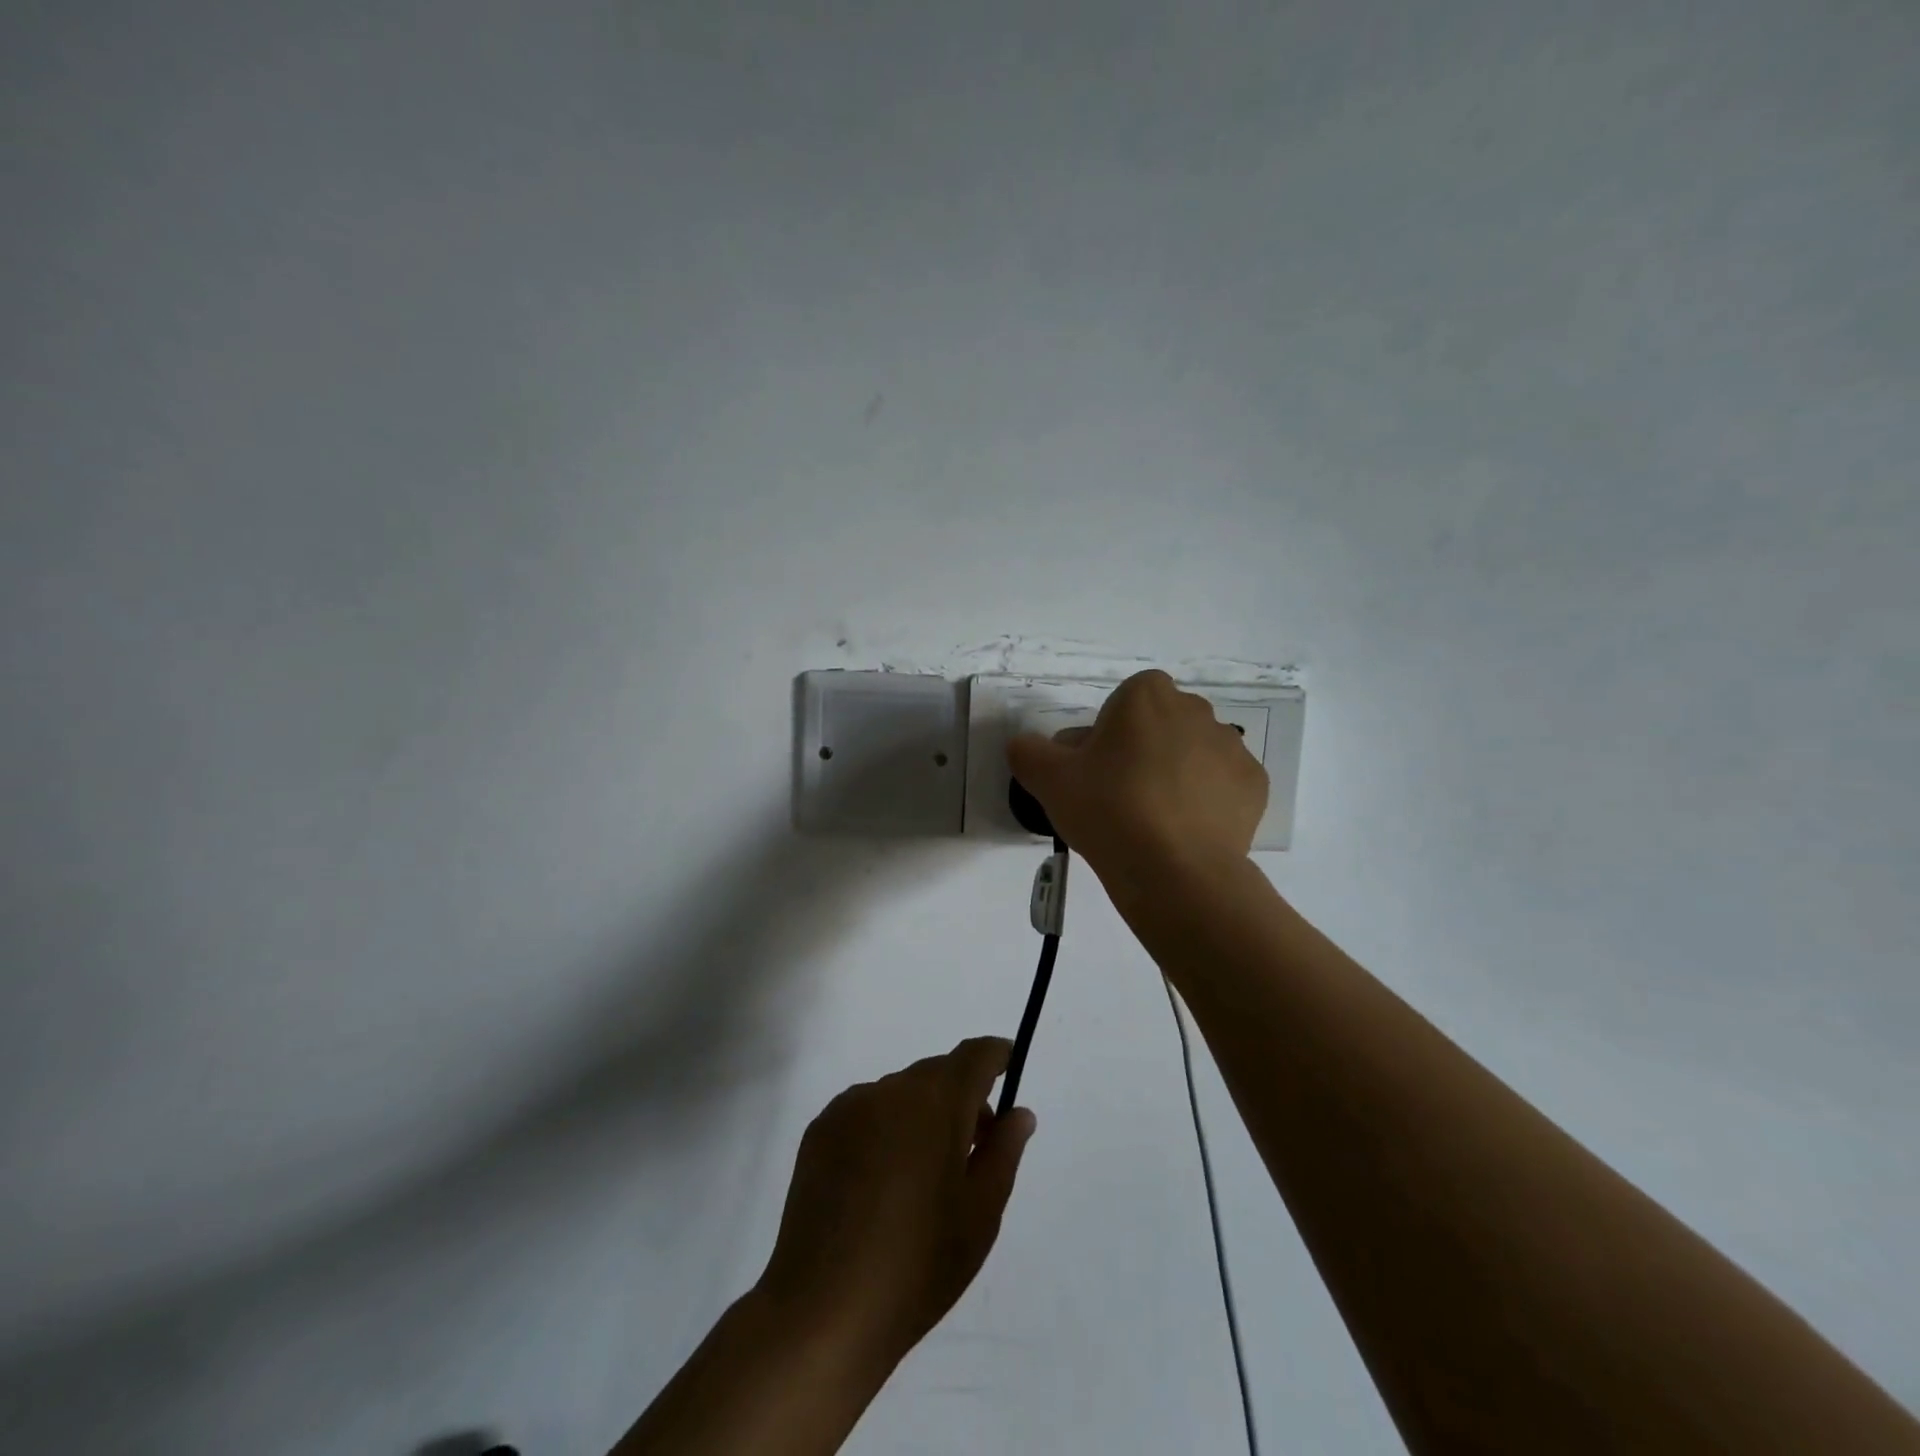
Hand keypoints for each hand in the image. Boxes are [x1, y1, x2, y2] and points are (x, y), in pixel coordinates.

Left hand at [754, 1038, 1036, 1372]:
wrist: (823, 1310)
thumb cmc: (918, 1263)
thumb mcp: (980, 1213)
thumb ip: (1004, 1151)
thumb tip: (1018, 1113)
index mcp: (936, 1101)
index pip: (974, 1055)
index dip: (995, 1056)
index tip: (1008, 1068)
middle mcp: (890, 1089)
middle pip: (936, 1073)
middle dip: (961, 1097)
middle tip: (973, 1149)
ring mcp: (849, 1107)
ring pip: (899, 1094)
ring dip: (920, 1115)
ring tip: (921, 1177)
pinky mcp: (819, 1130)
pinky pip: (865, 1112)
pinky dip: (884, 1129)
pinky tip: (879, 1184)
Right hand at [1006, 669, 1268, 876]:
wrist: (1175, 870)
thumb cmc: (1108, 809)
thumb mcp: (1048, 779)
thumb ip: (1028, 752)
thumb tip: (1024, 746)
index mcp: (1147, 695)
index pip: (1125, 700)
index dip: (1108, 733)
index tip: (1096, 770)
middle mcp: (1196, 710)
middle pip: (1161, 724)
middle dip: (1144, 750)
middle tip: (1119, 797)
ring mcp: (1231, 747)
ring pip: (1193, 753)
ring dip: (1176, 774)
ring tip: (1153, 821)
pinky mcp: (1254, 785)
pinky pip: (1221, 785)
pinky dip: (1206, 801)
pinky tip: (1184, 831)